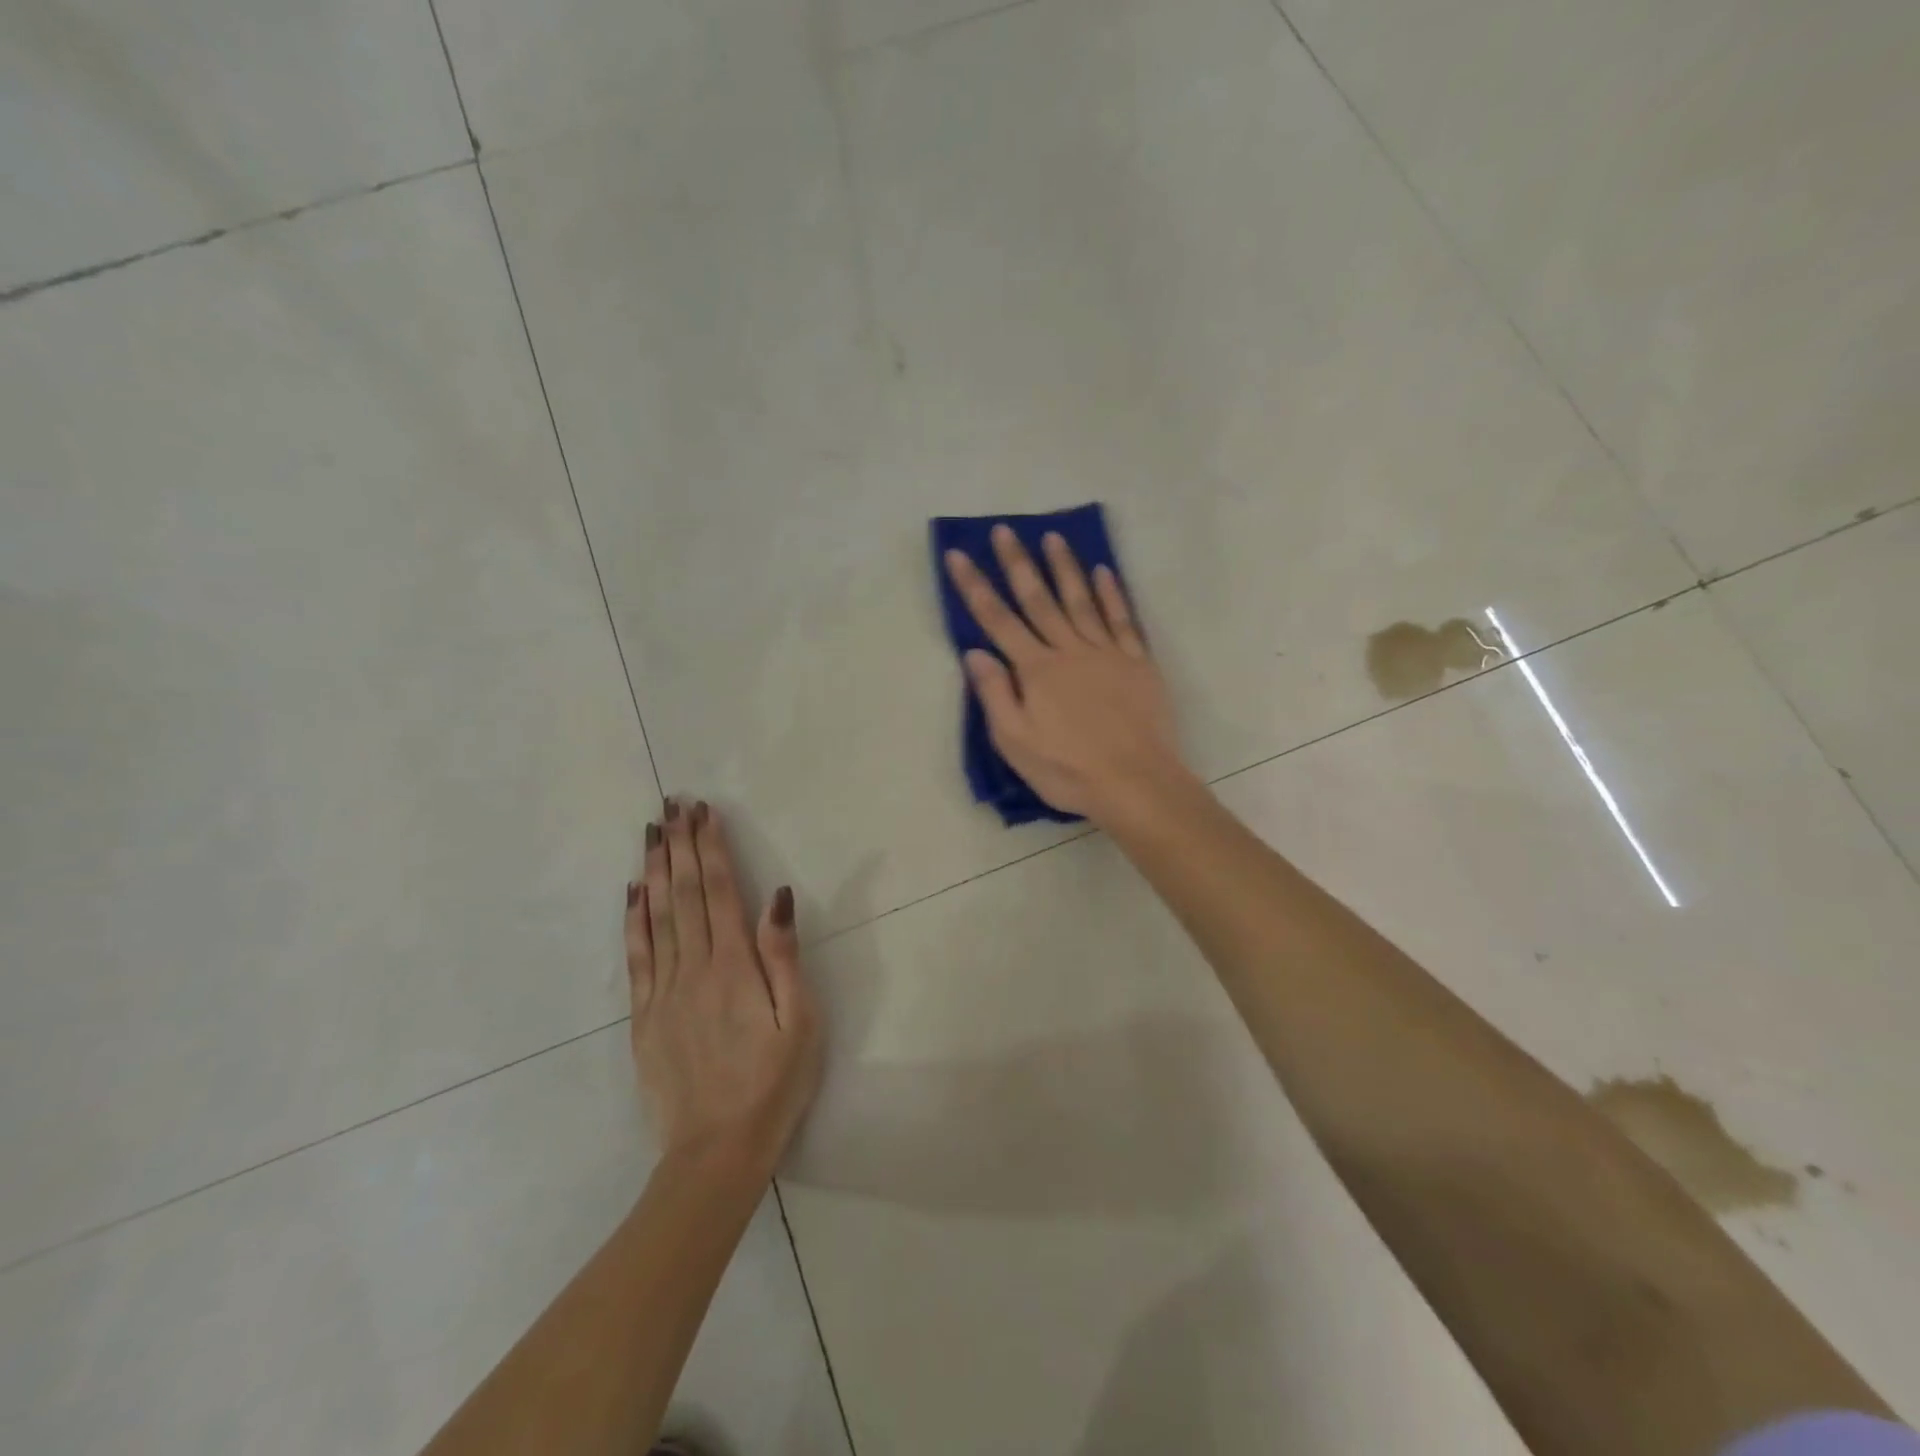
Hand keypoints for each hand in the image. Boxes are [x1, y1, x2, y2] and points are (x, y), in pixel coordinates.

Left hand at [624, 799, 820, 1176]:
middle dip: (681, 846)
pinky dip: (632, 918)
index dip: (712, 848)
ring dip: (656, 869)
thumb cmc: (773, 1084)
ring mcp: (663, 991)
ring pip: (656, 916)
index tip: (704, 813)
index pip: (721, 892)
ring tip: (652, 832)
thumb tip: (778, 896)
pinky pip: (635, 955)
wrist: (715, 1151)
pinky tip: (633, 891)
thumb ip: (784, 957)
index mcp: (734, 967)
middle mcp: (693, 968)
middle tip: (673, 805)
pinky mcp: (643, 1015)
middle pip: (685, 894)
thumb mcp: (800, 1022)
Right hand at [944, 525, 1191, 822]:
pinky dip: (1112, 593)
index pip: (998, 620)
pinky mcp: (1138, 662)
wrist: (1136, 783)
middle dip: (1018, 563)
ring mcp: (1107, 653)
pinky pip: (1122, 619)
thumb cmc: (1068, 770)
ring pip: (1081, 600)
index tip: (959, 554)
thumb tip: (975, 653)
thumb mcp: (1016, 743)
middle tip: (1004, 530)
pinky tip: (1104, 571)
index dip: (975, 586)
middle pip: (1038, 599)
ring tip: (1053, 536)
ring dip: (1065, 567)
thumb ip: (995, 695)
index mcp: (1036, 670)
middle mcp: (1069, 650)